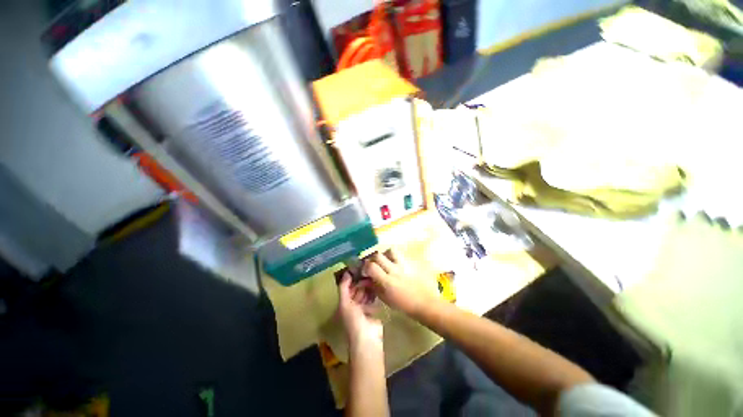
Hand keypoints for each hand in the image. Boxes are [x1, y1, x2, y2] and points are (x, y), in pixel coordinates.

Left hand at [338, 273, 382, 346]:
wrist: (367, 338)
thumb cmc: (353, 320)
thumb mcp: (345, 303)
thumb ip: (344, 287)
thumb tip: (346, 272)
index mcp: (344, 303)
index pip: (347, 287)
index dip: (351, 278)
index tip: (358, 267)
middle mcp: (353, 305)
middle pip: (357, 290)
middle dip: (361, 281)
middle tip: (368, 271)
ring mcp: (363, 308)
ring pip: (365, 293)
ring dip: (368, 286)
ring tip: (373, 276)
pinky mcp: (373, 310)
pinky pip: (372, 299)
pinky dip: (374, 293)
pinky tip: (377, 286)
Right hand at [363, 250, 435, 315]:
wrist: (425, 302)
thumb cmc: (403, 305)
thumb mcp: (385, 299)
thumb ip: (374, 287)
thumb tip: (364, 280)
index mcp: (388, 282)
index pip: (371, 266)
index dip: (365, 266)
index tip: (364, 271)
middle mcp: (395, 270)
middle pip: (378, 255)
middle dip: (372, 258)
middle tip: (372, 264)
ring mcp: (403, 264)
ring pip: (390, 250)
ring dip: (384, 254)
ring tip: (384, 261)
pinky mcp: (410, 262)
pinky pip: (399, 253)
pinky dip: (393, 255)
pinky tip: (393, 262)